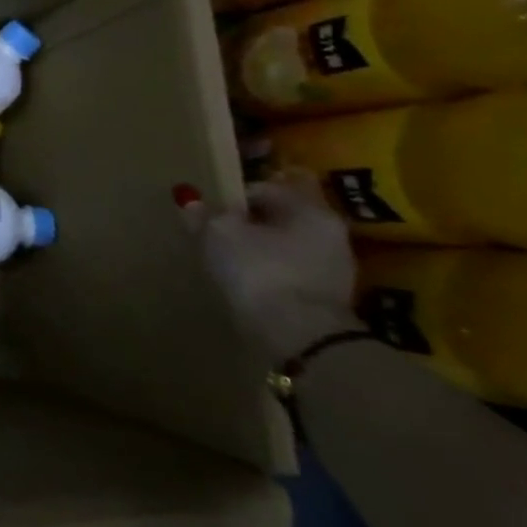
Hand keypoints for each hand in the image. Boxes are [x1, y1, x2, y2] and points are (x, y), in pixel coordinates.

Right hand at [182, 175, 359, 363]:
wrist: (302, 340)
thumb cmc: (260, 272)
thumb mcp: (219, 234)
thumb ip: (205, 214)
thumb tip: (191, 201)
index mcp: (310, 209)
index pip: (268, 187)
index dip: (236, 195)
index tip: (213, 210)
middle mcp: (330, 233)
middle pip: (284, 217)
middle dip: (256, 222)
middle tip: (222, 230)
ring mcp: (335, 269)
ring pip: (291, 246)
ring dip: (266, 249)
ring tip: (232, 259)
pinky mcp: (329, 300)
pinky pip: (294, 273)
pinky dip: (274, 273)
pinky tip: (251, 282)